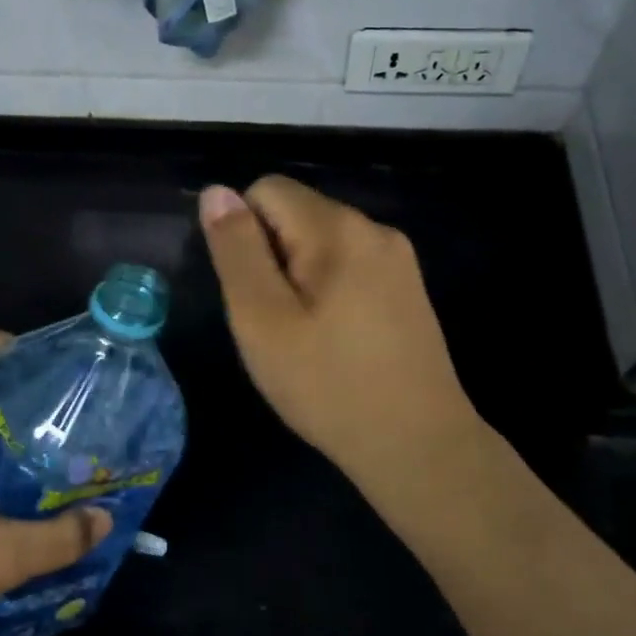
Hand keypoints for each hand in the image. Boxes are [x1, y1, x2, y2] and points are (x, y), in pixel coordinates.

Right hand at [199, 178, 483, 515]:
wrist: (418, 446)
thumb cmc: (327, 385)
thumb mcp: (262, 319)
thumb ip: (236, 250)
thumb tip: (217, 192)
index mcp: (338, 228)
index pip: (266, 189)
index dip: (242, 233)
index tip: (251, 292)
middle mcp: (374, 229)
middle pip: (296, 213)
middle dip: (271, 256)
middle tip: (274, 322)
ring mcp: (398, 259)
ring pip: (321, 242)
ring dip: (297, 275)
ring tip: (303, 335)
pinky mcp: (408, 288)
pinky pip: (349, 266)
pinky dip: (327, 289)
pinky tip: (333, 339)